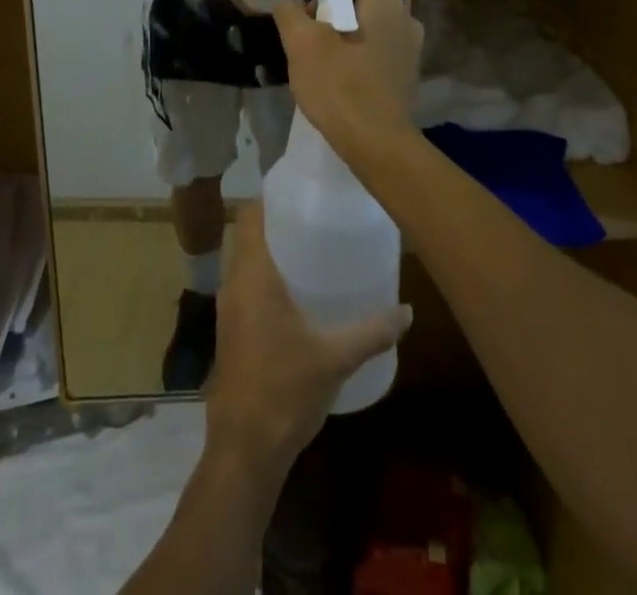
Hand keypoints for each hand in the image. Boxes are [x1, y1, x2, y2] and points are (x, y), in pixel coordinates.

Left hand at [204, 202, 411, 476]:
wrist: (244, 449)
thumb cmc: (285, 390)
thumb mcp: (335, 358)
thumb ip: (371, 331)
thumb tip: (407, 310)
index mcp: (252, 275)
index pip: (249, 215)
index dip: (269, 196)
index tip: (298, 187)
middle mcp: (234, 284)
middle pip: (249, 236)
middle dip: (277, 224)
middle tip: (315, 216)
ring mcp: (229, 310)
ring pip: (246, 264)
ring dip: (271, 253)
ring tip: (311, 250)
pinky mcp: (231, 333)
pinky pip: (246, 289)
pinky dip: (266, 280)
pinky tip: (296, 296)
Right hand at [270, 0, 422, 155]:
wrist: (376, 143)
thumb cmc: (339, 85)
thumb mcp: (301, 44)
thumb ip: (290, 13)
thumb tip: (287, 2)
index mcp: (385, 3)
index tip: (312, 6)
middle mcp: (406, 18)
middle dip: (337, 10)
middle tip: (311, 33)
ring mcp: (411, 49)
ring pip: (373, 26)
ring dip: (349, 34)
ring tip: (324, 59)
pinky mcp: (408, 75)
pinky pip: (381, 50)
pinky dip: (362, 55)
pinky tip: (343, 79)